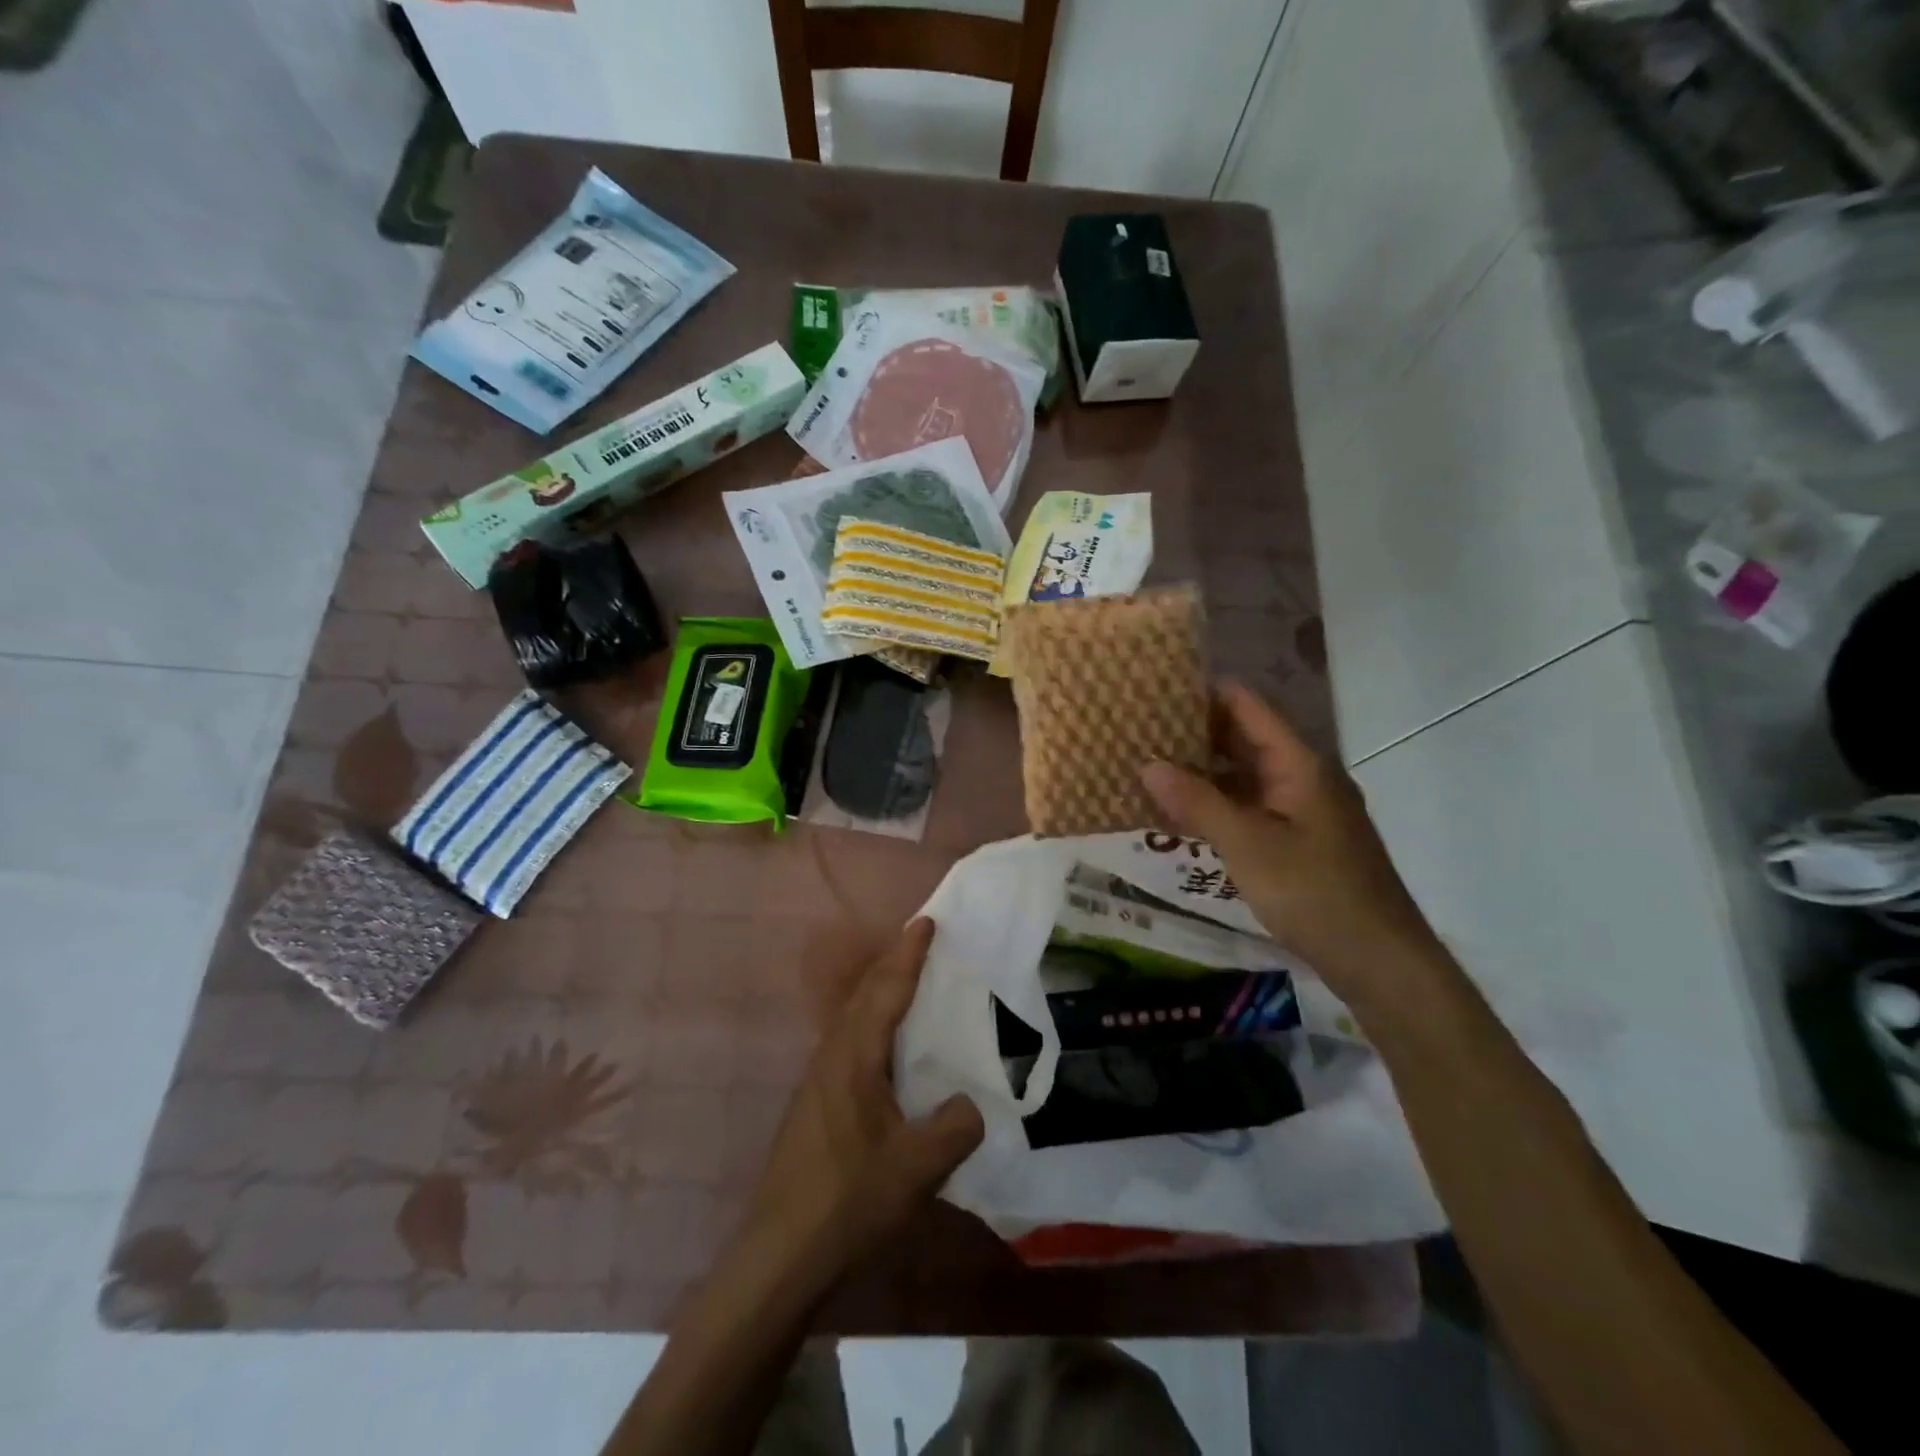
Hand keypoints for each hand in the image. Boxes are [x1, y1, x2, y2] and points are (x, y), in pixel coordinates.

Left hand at [739, 919, 982, 1294]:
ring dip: (879, 991)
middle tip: (922, 941)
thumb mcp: (917, 1168)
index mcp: (854, 1056)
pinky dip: (872, 1023)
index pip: (887, 989)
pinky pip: (849, 1042)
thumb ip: (954, 1128)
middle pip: (864, 994)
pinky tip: (887, 1048)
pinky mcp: (814, 1104)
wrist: (779, 1254)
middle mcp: (831, 1056)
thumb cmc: (848, 1200)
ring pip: (853, 1017)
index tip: (927, 921)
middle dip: (893, 962)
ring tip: (909, 983)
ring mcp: (817, 1080)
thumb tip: (972, 1104)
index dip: (909, 954)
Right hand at [1140, 681, 1440, 1007]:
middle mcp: (1303, 777)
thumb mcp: (1247, 844)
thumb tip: (1147, 765)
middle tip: (1140, 731)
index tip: (1156, 690)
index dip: (1204, 693)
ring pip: (1246, 777)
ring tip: (1149, 768)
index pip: (1247, 707)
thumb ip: (1197, 802)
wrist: (1379, 960)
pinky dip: (1217, 806)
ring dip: (1202, 773)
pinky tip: (1181, 815)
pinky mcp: (1299, 841)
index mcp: (1299, 764)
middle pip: (1245, 739)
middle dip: (1194, 734)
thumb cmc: (1314, 892)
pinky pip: (1251, 809)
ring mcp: (1303, 811)